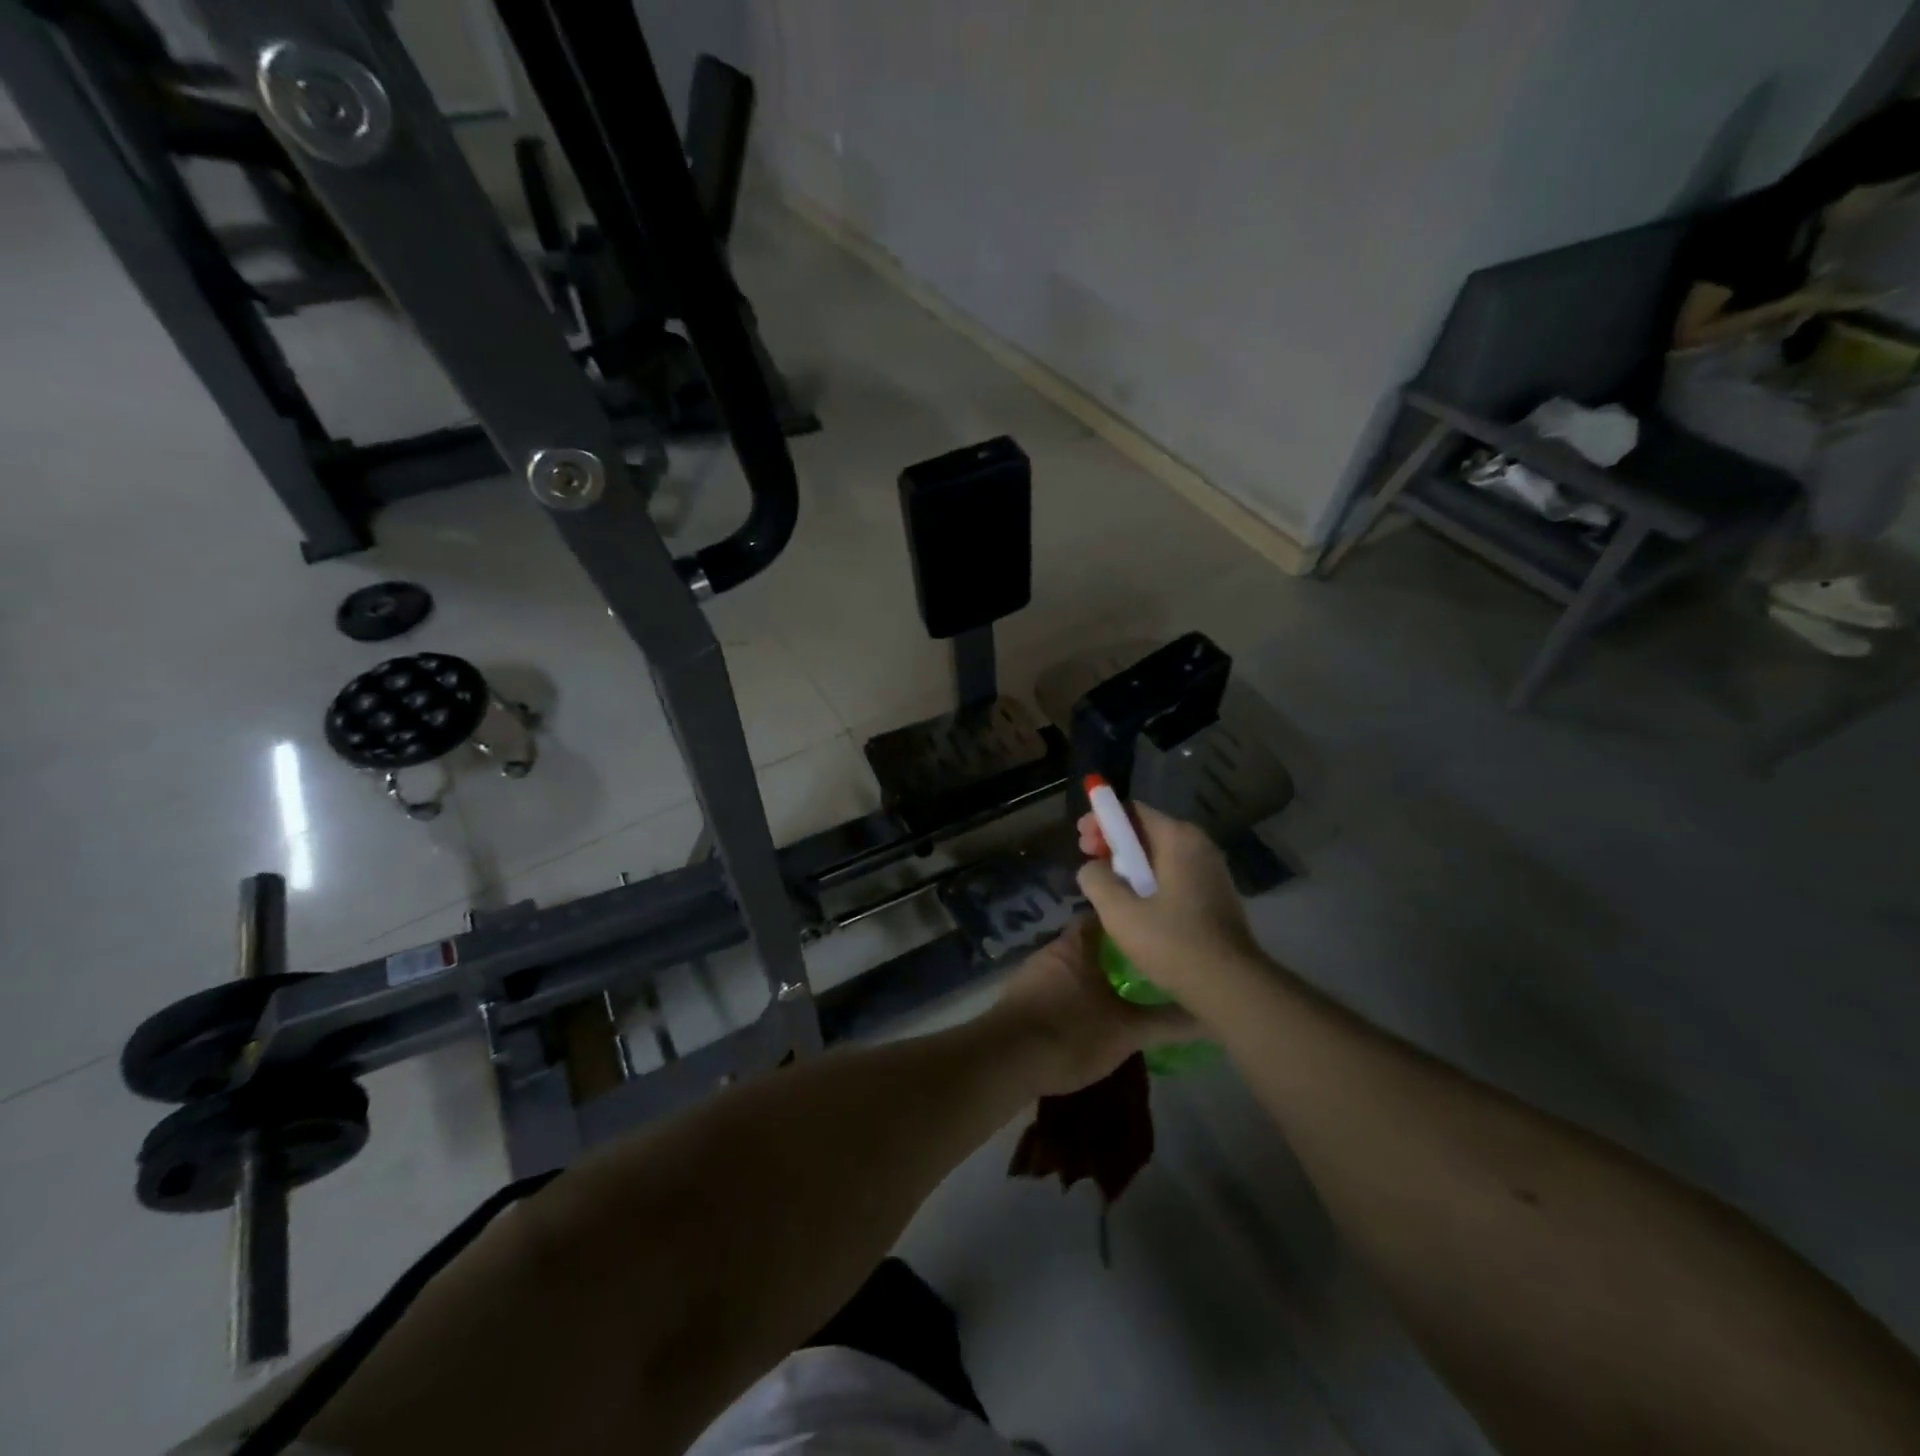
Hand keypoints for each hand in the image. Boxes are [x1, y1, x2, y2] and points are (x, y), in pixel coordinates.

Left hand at [987, 918, 1197, 1096]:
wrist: (1004, 1060)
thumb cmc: (1069, 1033)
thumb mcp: (1126, 1031)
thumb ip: (1167, 1022)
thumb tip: (1211, 1016)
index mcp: (1077, 944)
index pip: (1106, 916)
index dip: (1130, 921)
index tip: (1155, 933)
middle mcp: (1052, 951)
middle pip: (1089, 942)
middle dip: (1115, 954)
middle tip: (1147, 970)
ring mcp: (1032, 974)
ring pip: (1071, 967)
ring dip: (1093, 977)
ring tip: (1124, 996)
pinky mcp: (1020, 1000)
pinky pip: (1055, 989)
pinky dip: (1073, 997)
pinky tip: (1090, 1019)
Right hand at [1076, 802, 1259, 1002]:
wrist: (1231, 987)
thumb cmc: (1173, 943)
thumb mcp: (1120, 912)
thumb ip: (1096, 879)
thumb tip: (1092, 867)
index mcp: (1179, 839)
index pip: (1133, 811)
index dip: (1102, 820)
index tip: (1081, 840)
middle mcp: (1200, 846)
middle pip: (1147, 831)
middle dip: (1113, 843)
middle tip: (1088, 861)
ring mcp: (1212, 871)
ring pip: (1160, 855)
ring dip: (1130, 864)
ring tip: (1107, 886)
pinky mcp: (1215, 896)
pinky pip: (1174, 875)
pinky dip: (1150, 880)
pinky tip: (1135, 904)